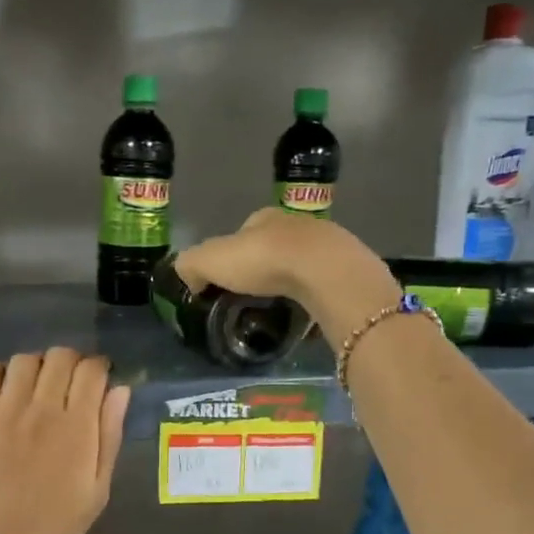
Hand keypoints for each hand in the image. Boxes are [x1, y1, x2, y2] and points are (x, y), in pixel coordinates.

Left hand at [0, 348, 128, 533]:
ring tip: (37, 389)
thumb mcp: (98, 489)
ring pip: (24, 360)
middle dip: (72, 363)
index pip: (92, 370)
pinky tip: (6, 392)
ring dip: (38, 367)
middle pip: (60, 356)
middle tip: (70, 384)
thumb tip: (120, 390)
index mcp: (77, 428)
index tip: (99, 380)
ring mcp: (3, 413)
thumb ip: (110, 435)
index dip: (99, 368)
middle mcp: (41, 410)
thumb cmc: (55, 529)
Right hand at [174, 210, 398, 338]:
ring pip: (301, 265)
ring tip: (279, 310)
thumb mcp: (211, 260)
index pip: (242, 232)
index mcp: (264, 218)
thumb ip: (191, 264)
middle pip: (274, 247)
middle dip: (263, 270)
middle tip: (252, 299)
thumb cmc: (264, 260)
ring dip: (291, 283)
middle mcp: (297, 225)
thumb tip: (187, 277)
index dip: (231, 255)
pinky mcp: (346, 270)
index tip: (226, 280)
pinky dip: (313, 298)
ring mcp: (326, 246)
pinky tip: (306, 315)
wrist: (325, 272)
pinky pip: (323, 286)